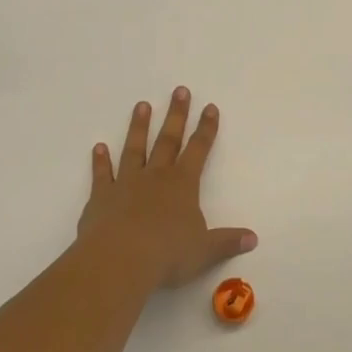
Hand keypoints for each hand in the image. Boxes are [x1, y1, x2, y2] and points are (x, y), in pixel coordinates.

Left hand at [73, 88, 256, 290]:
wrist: (119, 260)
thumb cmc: (167, 254)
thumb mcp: (204, 250)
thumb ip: (227, 241)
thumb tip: (253, 238)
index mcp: (183, 184)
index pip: (199, 150)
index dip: (206, 129)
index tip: (210, 107)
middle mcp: (155, 177)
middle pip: (168, 139)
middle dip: (176, 115)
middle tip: (179, 90)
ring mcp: (126, 184)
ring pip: (134, 149)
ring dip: (139, 127)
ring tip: (141, 105)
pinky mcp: (101, 198)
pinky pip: (103, 174)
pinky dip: (100, 161)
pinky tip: (99, 147)